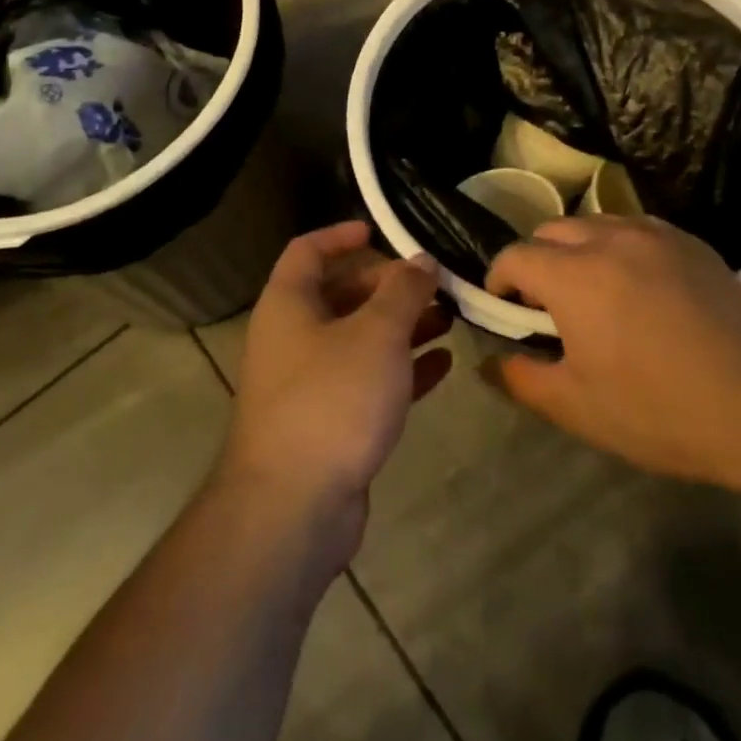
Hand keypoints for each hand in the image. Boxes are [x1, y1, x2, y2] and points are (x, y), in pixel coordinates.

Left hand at [218, 222, 452, 562]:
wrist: (291, 510)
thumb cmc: (331, 399)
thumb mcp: (376, 333)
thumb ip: (403, 291)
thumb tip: (421, 260)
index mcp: (289, 304)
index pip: (308, 251)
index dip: (341, 235)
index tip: (380, 230)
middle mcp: (293, 338)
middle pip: (342, 295)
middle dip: (389, 286)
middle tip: (435, 284)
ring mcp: (309, 384)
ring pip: (360, 340)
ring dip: (402, 327)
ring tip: (450, 318)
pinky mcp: (329, 424)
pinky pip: (370, 382)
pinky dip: (403, 369)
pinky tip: (443, 364)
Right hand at [485, 216, 740, 493]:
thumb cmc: (659, 411)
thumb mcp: (577, 407)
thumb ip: (521, 379)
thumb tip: (489, 362)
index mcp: (573, 275)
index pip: (515, 256)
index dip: (500, 280)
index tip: (508, 310)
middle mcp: (608, 238)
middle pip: (551, 230)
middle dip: (537, 259)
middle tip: (549, 304)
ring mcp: (653, 234)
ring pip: (594, 224)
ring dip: (578, 249)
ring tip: (594, 291)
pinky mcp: (689, 241)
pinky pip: (636, 228)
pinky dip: (619, 247)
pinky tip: (639, 287)